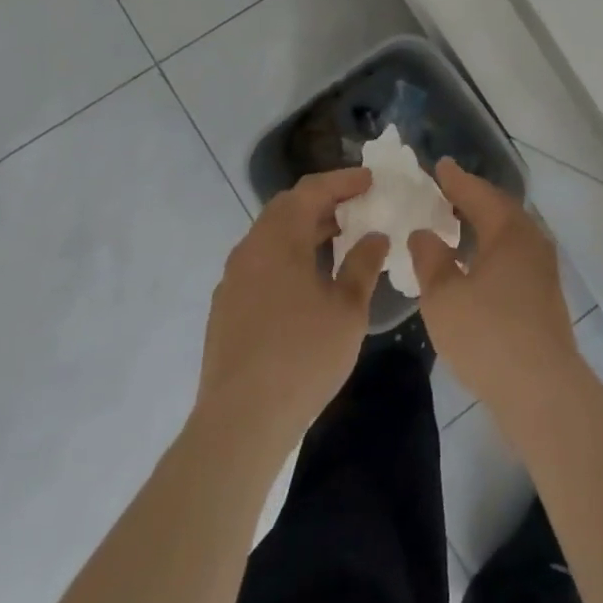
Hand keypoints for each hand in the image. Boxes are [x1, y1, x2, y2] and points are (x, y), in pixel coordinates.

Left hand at [196, 169, 388, 450]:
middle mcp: (250, 248)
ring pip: (272, 236)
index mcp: (279, 238)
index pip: (311, 190)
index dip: (343, 181)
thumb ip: (363, 265)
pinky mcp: (226, 307)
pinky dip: (288, 254)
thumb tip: (375, 236)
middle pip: (287, 207)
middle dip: (323, 201)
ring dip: (304, 229)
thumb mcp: (347, 310)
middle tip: (356, 205)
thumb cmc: (302, 357)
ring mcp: (233, 278)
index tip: (371, 180)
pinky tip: (307, 279)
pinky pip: (261, 262)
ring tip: (338, 239)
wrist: (240, 422)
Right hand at [409, 159, 578, 414]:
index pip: (478, 193)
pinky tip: (476, 265)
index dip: (455, 179)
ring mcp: (543, 270)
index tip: (439, 165)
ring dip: (483, 225)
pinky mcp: (545, 297)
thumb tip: (424, 233)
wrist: (543, 392)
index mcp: (509, 230)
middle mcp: (531, 241)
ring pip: (509, 234)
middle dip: (472, 198)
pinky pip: (514, 255)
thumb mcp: (444, 297)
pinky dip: (492, 248)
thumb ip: (431, 259)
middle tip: (446, 190)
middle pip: (498, 209)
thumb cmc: (488, 335)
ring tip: (457, 223)